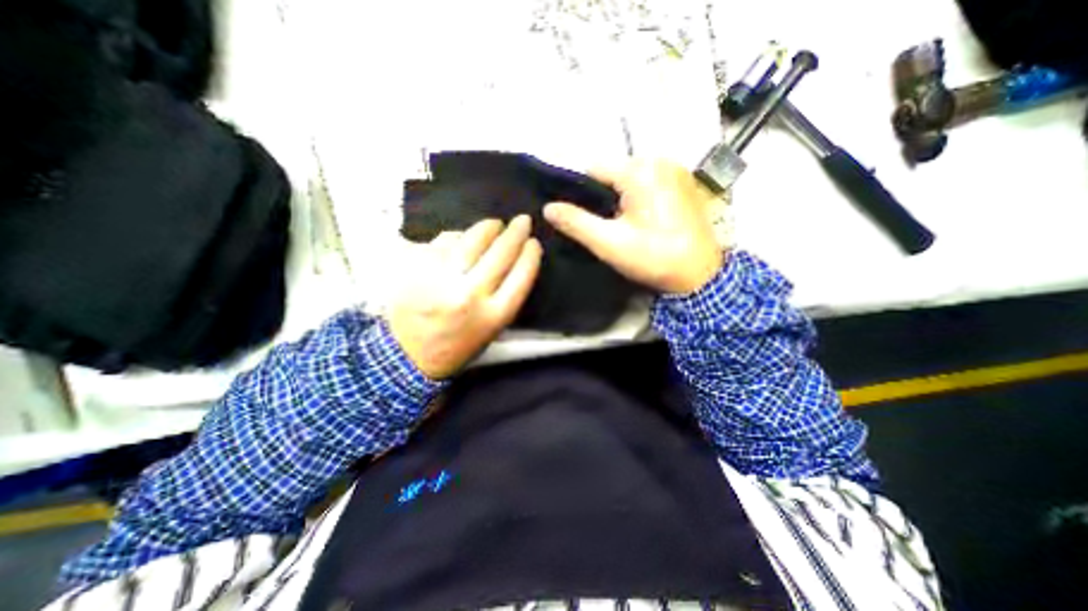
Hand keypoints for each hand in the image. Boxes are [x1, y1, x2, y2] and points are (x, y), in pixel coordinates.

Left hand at [390, 218, 543, 379]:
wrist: (408, 356)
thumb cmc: (459, 345)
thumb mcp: (493, 330)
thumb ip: (507, 297)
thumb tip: (515, 258)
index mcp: (493, 316)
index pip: (522, 275)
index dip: (531, 254)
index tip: (534, 243)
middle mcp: (470, 295)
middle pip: (501, 253)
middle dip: (516, 232)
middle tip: (523, 220)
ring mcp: (441, 279)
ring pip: (472, 240)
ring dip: (489, 227)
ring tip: (495, 224)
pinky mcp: (418, 269)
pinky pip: (445, 241)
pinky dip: (459, 235)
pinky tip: (464, 237)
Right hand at [541, 157, 719, 293]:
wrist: (700, 275)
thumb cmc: (653, 257)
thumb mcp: (609, 243)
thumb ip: (576, 223)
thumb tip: (548, 208)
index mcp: (641, 170)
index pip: (594, 170)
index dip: (582, 194)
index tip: (584, 219)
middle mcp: (660, 160)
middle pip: (613, 173)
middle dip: (604, 198)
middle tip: (607, 228)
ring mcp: (676, 170)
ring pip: (630, 179)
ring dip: (621, 200)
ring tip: (625, 227)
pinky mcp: (684, 184)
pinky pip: (649, 184)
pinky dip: (639, 199)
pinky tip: (643, 222)